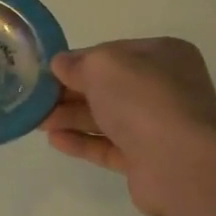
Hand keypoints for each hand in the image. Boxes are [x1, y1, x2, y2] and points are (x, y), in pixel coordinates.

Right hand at [40, 38, 215, 215]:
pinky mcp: (148, 160)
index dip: (80, 60)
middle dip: (71, 92)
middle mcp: (167, 88)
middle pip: (110, 87)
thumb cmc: (143, 100)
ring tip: (37, 121)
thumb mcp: (102, 66)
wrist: (179, 163)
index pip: (115, 52)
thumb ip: (78, 63)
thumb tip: (60, 64)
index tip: (49, 70)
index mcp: (165, 55)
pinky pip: (109, 146)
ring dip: (72, 117)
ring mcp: (159, 126)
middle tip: (37, 98)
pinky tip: (54, 140)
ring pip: (108, 117)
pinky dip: (83, 142)